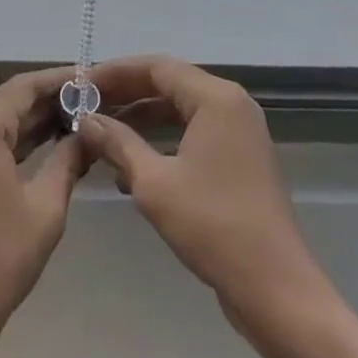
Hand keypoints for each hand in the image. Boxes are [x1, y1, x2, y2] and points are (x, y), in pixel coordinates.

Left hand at [0, 65, 92, 349]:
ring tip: (83, 117)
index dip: (60, 80)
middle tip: (96, 100)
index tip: (94, 77)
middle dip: (52, 100)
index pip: (24, 86)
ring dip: (38, 120)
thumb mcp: (45, 207)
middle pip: (12, 100)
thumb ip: (69, 160)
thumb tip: (93, 134)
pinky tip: (54, 141)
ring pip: (3, 119)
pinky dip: (21, 139)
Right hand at [81, 56, 325, 324]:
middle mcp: (231, 103)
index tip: (81, 85)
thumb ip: (118, 144)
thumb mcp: (154, 184)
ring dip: (142, 119)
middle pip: (170, 83)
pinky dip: (164, 140)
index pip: (157, 67)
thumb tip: (85, 120)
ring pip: (181, 109)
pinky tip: (133, 164)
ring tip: (103, 134)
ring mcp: (240, 131)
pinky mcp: (241, 157)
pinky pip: (194, 131)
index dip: (116, 73)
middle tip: (87, 107)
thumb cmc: (213, 227)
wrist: (276, 290)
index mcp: (216, 97)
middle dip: (127, 95)